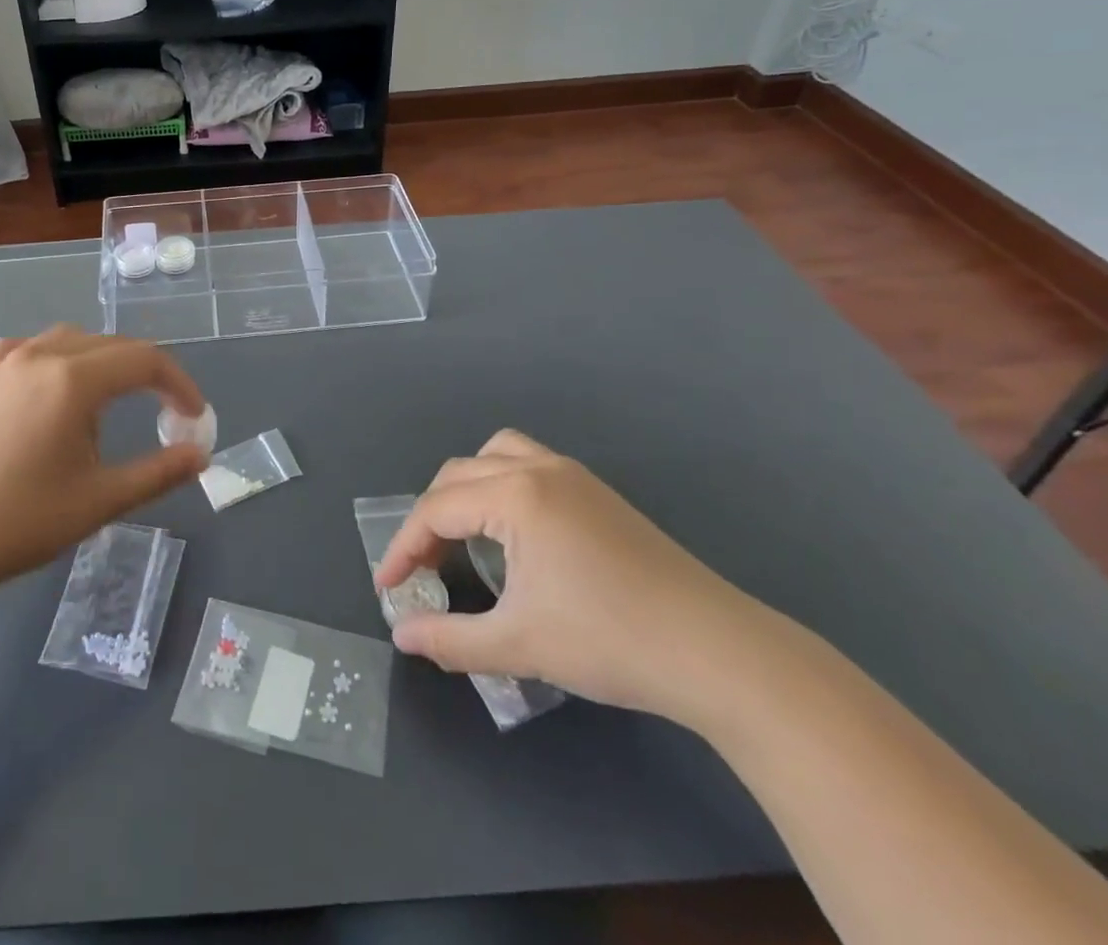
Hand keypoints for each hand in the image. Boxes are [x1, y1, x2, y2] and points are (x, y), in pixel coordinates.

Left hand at [0, 327, 208, 603]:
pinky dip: (56, 358)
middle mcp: (40, 355)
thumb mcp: (101, 500)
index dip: (179, 384)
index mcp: (73, 379)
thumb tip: (200, 455)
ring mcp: (5, 363)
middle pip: (111, 345)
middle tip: (164, 413)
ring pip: (71, 340)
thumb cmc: (21, 521)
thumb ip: (158, 473)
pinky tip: (53, 386)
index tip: (194, 416)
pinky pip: (29, 349)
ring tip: (111, 404)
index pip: (145, 360)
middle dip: (146, 374)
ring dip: (102, 363)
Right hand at [373, 430, 766, 723]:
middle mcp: (539, 469)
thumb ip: (450, 639)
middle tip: (423, 568)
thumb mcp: (519, 645)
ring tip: (463, 534)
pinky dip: (503, 485)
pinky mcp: (599, 493)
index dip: (404, 548)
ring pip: (496, 455)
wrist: (718, 653)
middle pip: (458, 475)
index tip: (389, 587)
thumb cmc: (610, 642)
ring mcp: (574, 476)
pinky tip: (515, 532)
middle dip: (430, 518)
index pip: (436, 509)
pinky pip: (530, 464)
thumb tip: (401, 635)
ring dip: (467, 487)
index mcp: (516, 496)